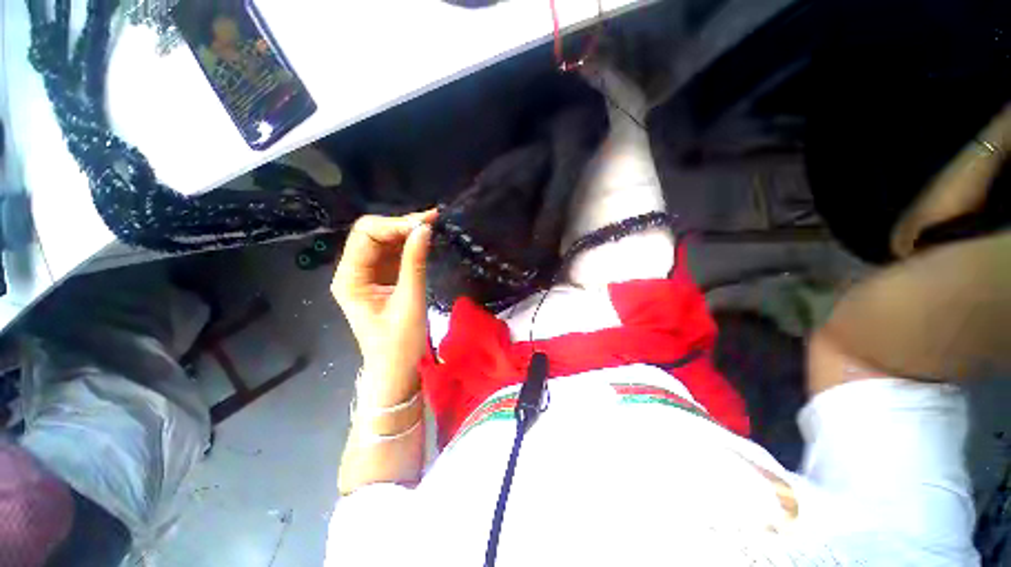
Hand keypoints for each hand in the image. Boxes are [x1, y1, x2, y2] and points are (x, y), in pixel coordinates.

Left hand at [331, 210, 436, 404]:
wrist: (398, 370)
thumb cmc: (400, 344)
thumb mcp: (409, 302)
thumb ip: (414, 263)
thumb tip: (424, 229)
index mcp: (350, 278)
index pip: (366, 235)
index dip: (394, 224)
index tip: (425, 225)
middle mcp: (354, 271)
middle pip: (373, 234)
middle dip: (401, 224)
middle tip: (433, 221)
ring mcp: (369, 275)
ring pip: (385, 242)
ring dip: (407, 232)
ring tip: (433, 225)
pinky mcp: (383, 279)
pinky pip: (394, 254)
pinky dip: (410, 244)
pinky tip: (425, 239)